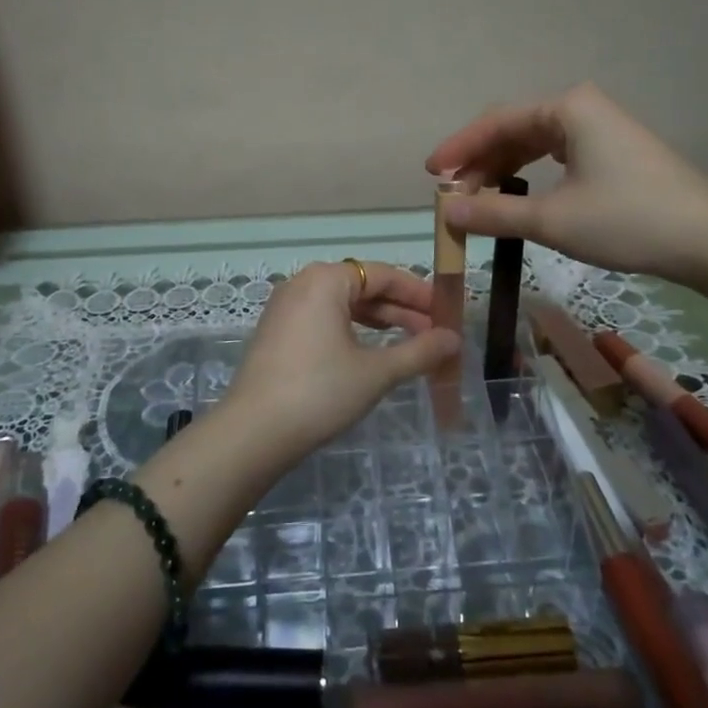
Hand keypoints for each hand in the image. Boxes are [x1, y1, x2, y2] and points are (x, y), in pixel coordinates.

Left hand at [219, 261, 459, 468]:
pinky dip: (352, 331)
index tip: (449, 313)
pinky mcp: (277, 332)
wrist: (253, 433)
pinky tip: (371, 353)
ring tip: (410, 344)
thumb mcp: (376, 372)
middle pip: (363, 286)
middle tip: (435, 334)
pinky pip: (324, 319)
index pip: (383, 275)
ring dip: (379, 322)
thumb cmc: (320, 392)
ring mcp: (286, 307)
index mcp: (326, 279)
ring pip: (343, 304)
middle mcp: (303, 283)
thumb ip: (419, 352)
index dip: (419, 293)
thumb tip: (454, 339)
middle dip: (401, 310)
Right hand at [425, 82, 707, 284]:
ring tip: (478, 201)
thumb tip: (446, 213)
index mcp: (566, 108)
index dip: (459, 148)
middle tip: (454, 196)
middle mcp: (581, 109)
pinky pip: (556, 156)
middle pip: (514, 130)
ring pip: (535, 144)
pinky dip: (530, 177)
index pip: (496, 121)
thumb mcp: (552, 219)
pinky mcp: (613, 153)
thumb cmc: (628, 220)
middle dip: (480, 163)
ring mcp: (600, 129)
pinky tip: (519, 197)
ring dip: (503, 171)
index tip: (431, 175)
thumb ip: (493, 212)